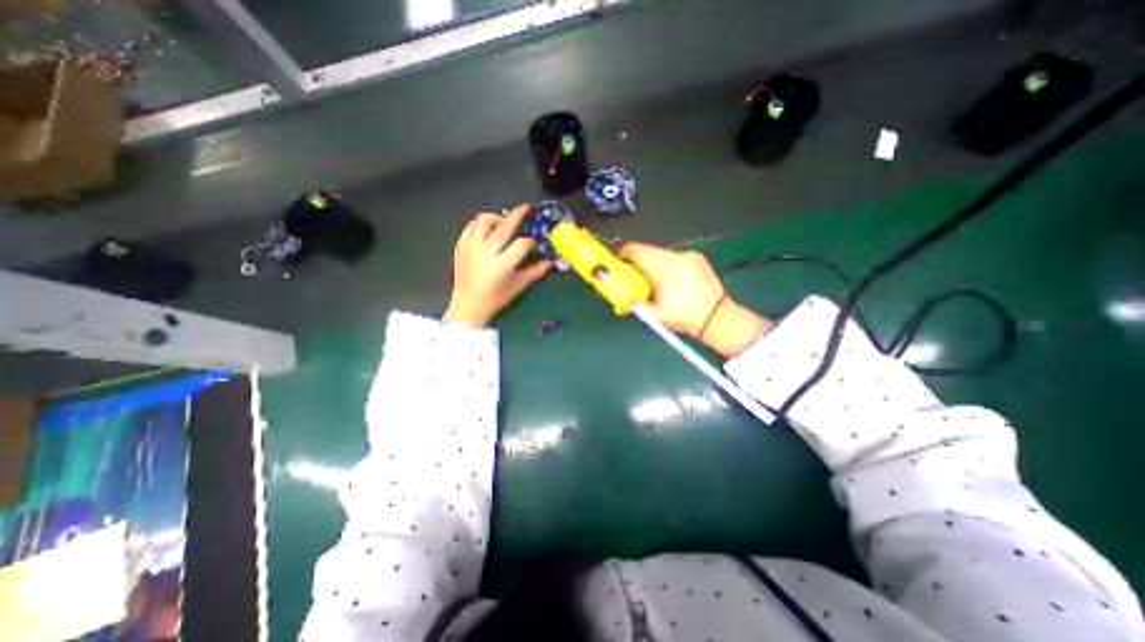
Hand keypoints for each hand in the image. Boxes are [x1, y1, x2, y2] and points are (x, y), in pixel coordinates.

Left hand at [443, 202, 552, 328]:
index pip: (522, 244)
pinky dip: (479, 225)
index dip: (531, 242)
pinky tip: (487, 229)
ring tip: (503, 221)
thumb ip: (535, 272)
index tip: (534, 245)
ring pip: (483, 221)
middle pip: (504, 226)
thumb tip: (551, 262)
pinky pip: (469, 228)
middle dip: (518, 215)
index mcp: (502, 265)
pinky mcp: (460, 247)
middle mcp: (485, 252)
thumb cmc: (495, 298)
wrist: (468, 306)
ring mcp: (470, 248)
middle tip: (526, 207)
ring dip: (496, 217)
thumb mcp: (518, 286)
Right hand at [617, 243, 768, 357]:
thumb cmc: (683, 317)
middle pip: (647, 249)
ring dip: (652, 262)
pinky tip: (670, 279)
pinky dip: (666, 264)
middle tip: (632, 273)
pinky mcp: (697, 258)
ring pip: (660, 252)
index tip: (617, 261)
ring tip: (653, 279)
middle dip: (636, 259)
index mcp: (663, 268)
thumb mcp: (653, 314)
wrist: (717, 317)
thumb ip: (633, 303)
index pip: (635, 250)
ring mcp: (688, 255)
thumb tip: (619, 295)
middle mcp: (675, 256)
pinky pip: (674, 256)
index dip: (622, 253)